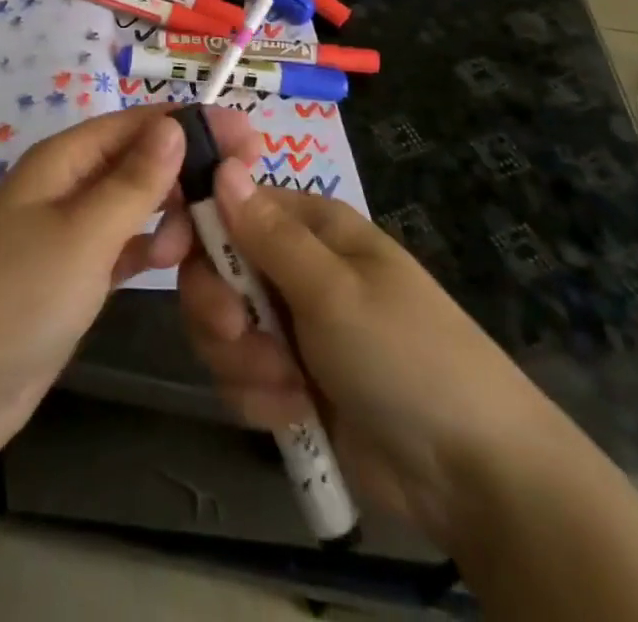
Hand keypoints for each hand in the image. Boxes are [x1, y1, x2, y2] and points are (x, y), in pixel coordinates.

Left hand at [0, 106, 260, 472]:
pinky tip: (173, 260)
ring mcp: (64, 236)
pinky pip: (118, 248)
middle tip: (243, 186)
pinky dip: (146, 249)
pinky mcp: (67, 280)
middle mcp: (64, 187)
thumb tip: (175, 125)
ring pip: (130, 206)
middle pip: (135, 161)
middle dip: (186, 168)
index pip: (137, 125)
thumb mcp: (82, 233)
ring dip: (169, 211)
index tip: (249, 136)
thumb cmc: (14, 297)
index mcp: (63, 160)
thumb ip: (133, 182)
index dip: (192, 124)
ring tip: (208, 233)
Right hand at [178, 158, 560, 543]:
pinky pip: (241, 377)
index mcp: (310, 227)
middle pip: (215, 271)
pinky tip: (298, 414)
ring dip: (244, 363)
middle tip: (239, 334)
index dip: (195, 226)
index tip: (168, 255)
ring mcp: (292, 326)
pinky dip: (261, 397)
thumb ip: (268, 233)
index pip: (229, 206)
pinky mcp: (290, 380)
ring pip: (222, 329)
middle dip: (220, 310)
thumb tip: (222, 165)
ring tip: (290, 388)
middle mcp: (295, 268)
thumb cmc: (405, 354)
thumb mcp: (333, 289)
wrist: (470, 473)